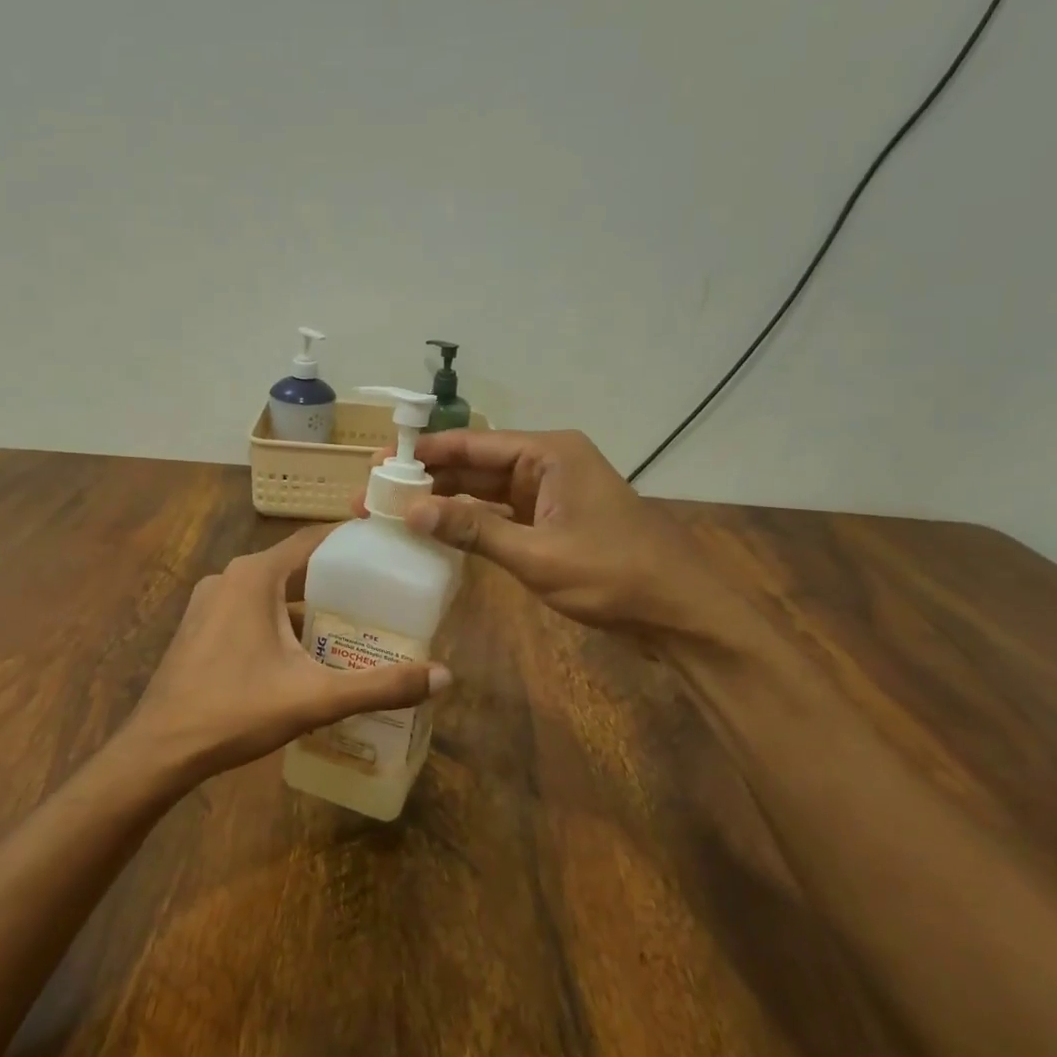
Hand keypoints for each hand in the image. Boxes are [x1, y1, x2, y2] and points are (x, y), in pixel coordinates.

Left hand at [116, 526, 450, 782]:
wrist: (159, 749)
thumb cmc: (236, 710)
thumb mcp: (315, 698)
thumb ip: (380, 686)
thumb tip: (445, 676)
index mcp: (255, 575)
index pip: (314, 540)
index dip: (354, 542)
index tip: (391, 551)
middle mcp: (230, 577)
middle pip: (296, 566)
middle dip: (338, 581)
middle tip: (383, 597)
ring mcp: (210, 601)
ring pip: (272, 591)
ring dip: (308, 604)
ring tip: (353, 625)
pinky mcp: (200, 626)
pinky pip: (251, 609)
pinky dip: (280, 621)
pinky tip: (305, 653)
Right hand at [398, 428, 745, 640]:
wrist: (680, 612)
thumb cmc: (613, 575)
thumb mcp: (537, 555)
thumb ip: (473, 531)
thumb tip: (412, 511)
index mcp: (549, 454)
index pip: (473, 444)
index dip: (424, 454)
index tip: (379, 464)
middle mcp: (548, 463)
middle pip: (476, 465)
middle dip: (429, 479)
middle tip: (376, 494)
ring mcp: (551, 494)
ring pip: (486, 492)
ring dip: (446, 502)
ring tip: (395, 512)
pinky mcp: (553, 522)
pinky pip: (501, 515)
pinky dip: (471, 523)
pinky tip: (437, 532)